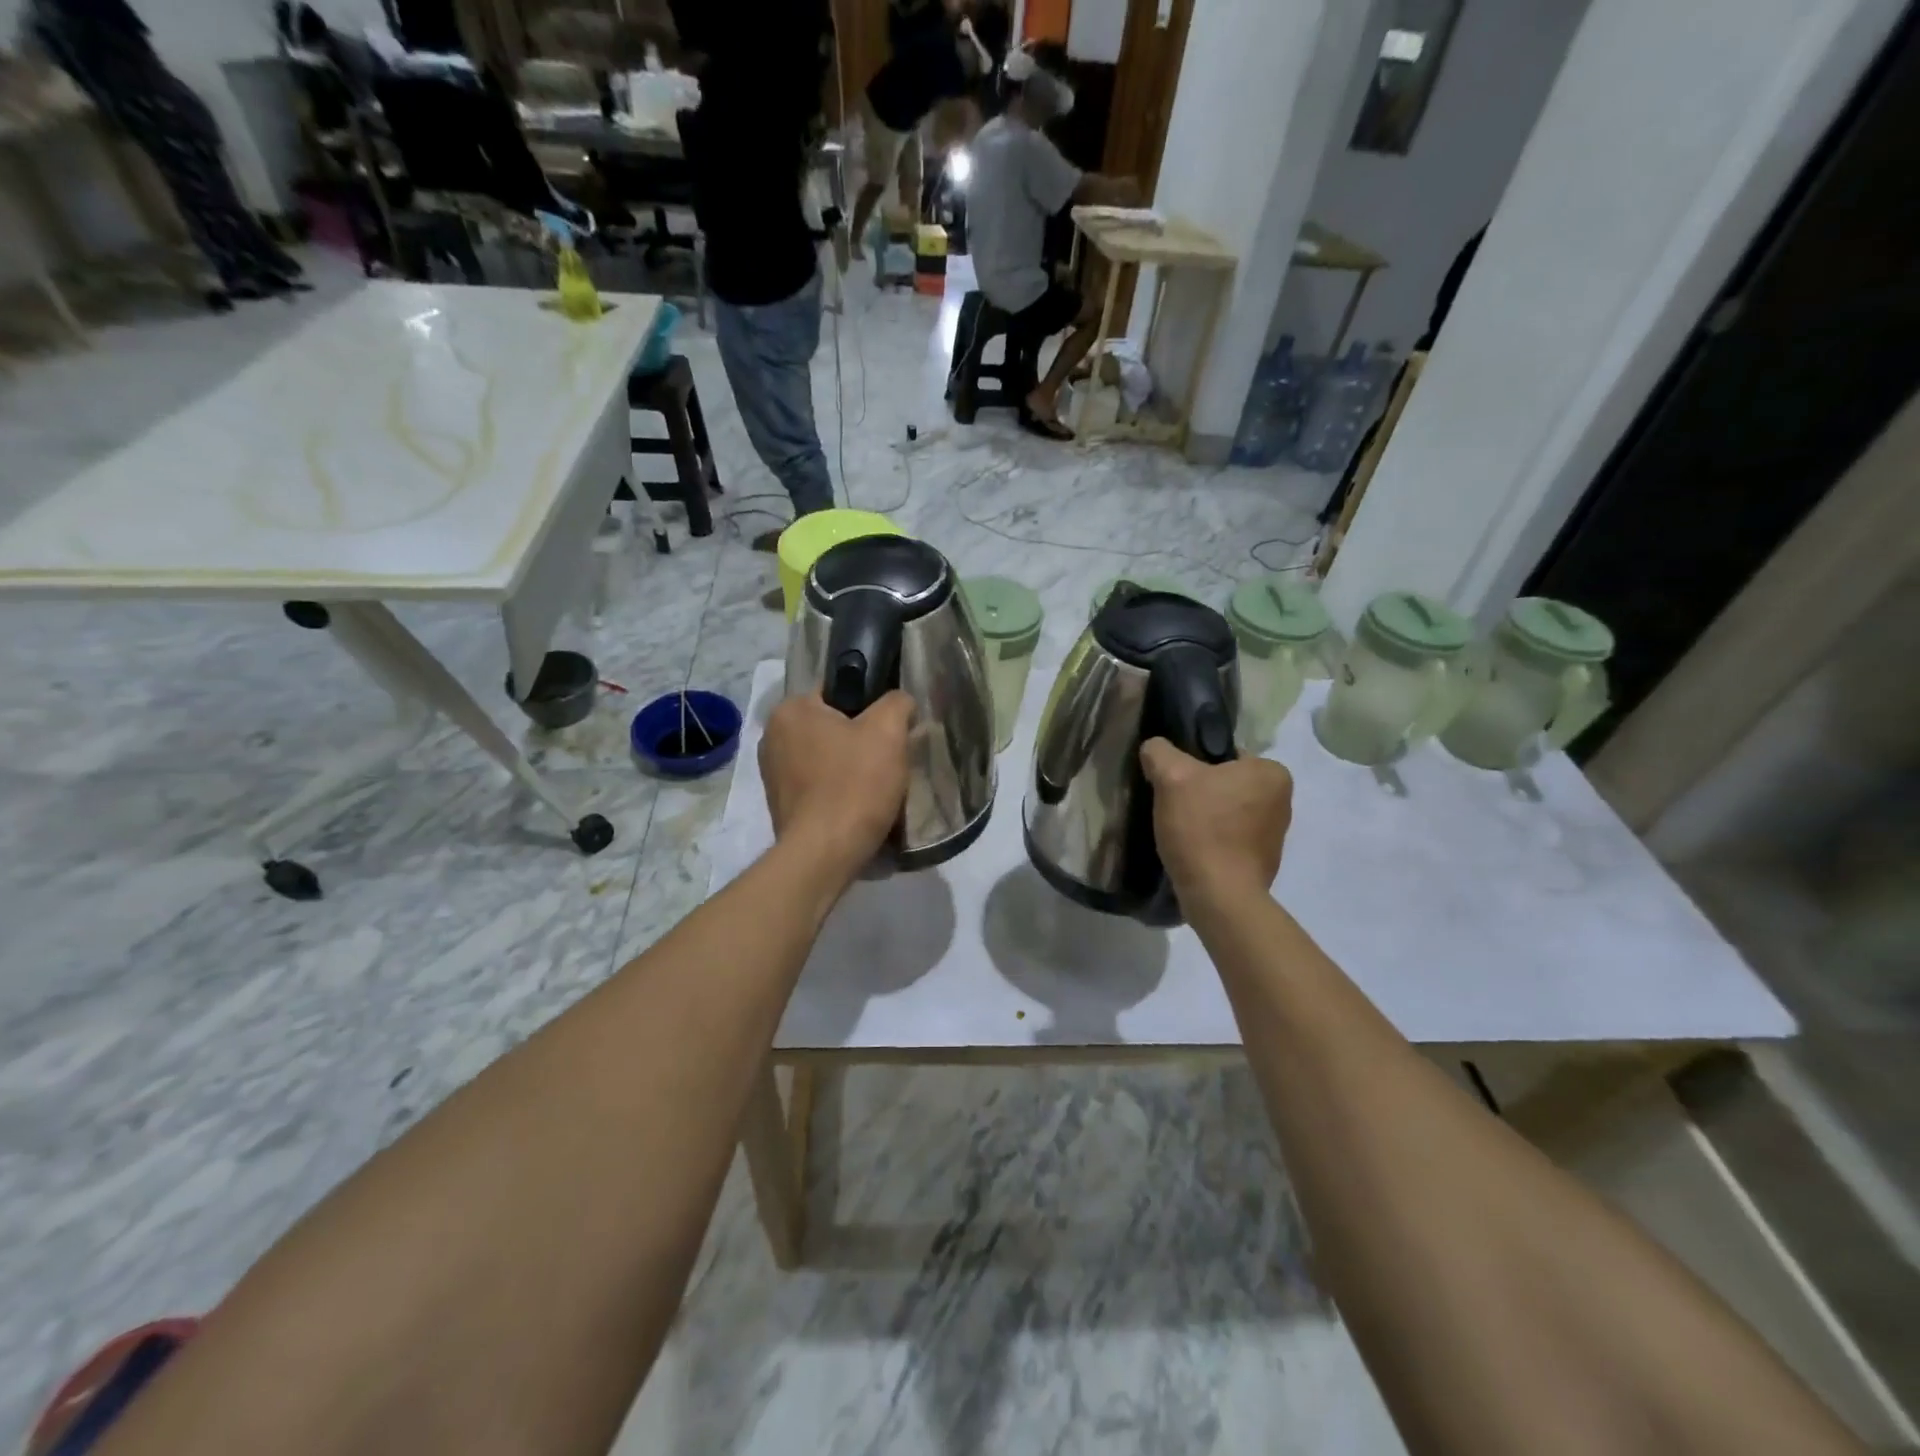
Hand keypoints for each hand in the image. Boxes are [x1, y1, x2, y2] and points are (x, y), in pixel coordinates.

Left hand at [760, 690, 913, 876]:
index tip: (889, 729)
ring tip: (876, 786)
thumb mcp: (888, 731)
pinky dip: (837, 791)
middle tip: (888, 759)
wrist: (825, 855)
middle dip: (860, 740)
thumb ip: (896, 702)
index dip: (869, 705)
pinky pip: (817, 785)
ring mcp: (772, 774)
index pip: (837, 690)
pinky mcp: (780, 805)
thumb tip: (898, 702)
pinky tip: (857, 806)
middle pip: (831, 726)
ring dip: (850, 767)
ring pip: (826, 757)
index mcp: (791, 709)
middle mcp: (772, 736)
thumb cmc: (855, 784)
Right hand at [1140, 738, 1292, 903]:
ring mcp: (1275, 833)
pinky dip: (1213, 839)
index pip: (1225, 754)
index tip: (1174, 783)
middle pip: (1226, 782)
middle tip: (1173, 806)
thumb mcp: (1172, 777)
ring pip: (1227, 810)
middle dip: (1200, 791)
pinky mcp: (1263, 860)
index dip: (1194, 764)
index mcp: (1272, 772)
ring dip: (1206, 816)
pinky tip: (1193, 849)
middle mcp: (1283, 799)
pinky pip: (1231, 837)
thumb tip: (1154, 748)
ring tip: (1180, 830)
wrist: (1218, 896)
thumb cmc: (1202, 829)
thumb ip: (1160, 752)